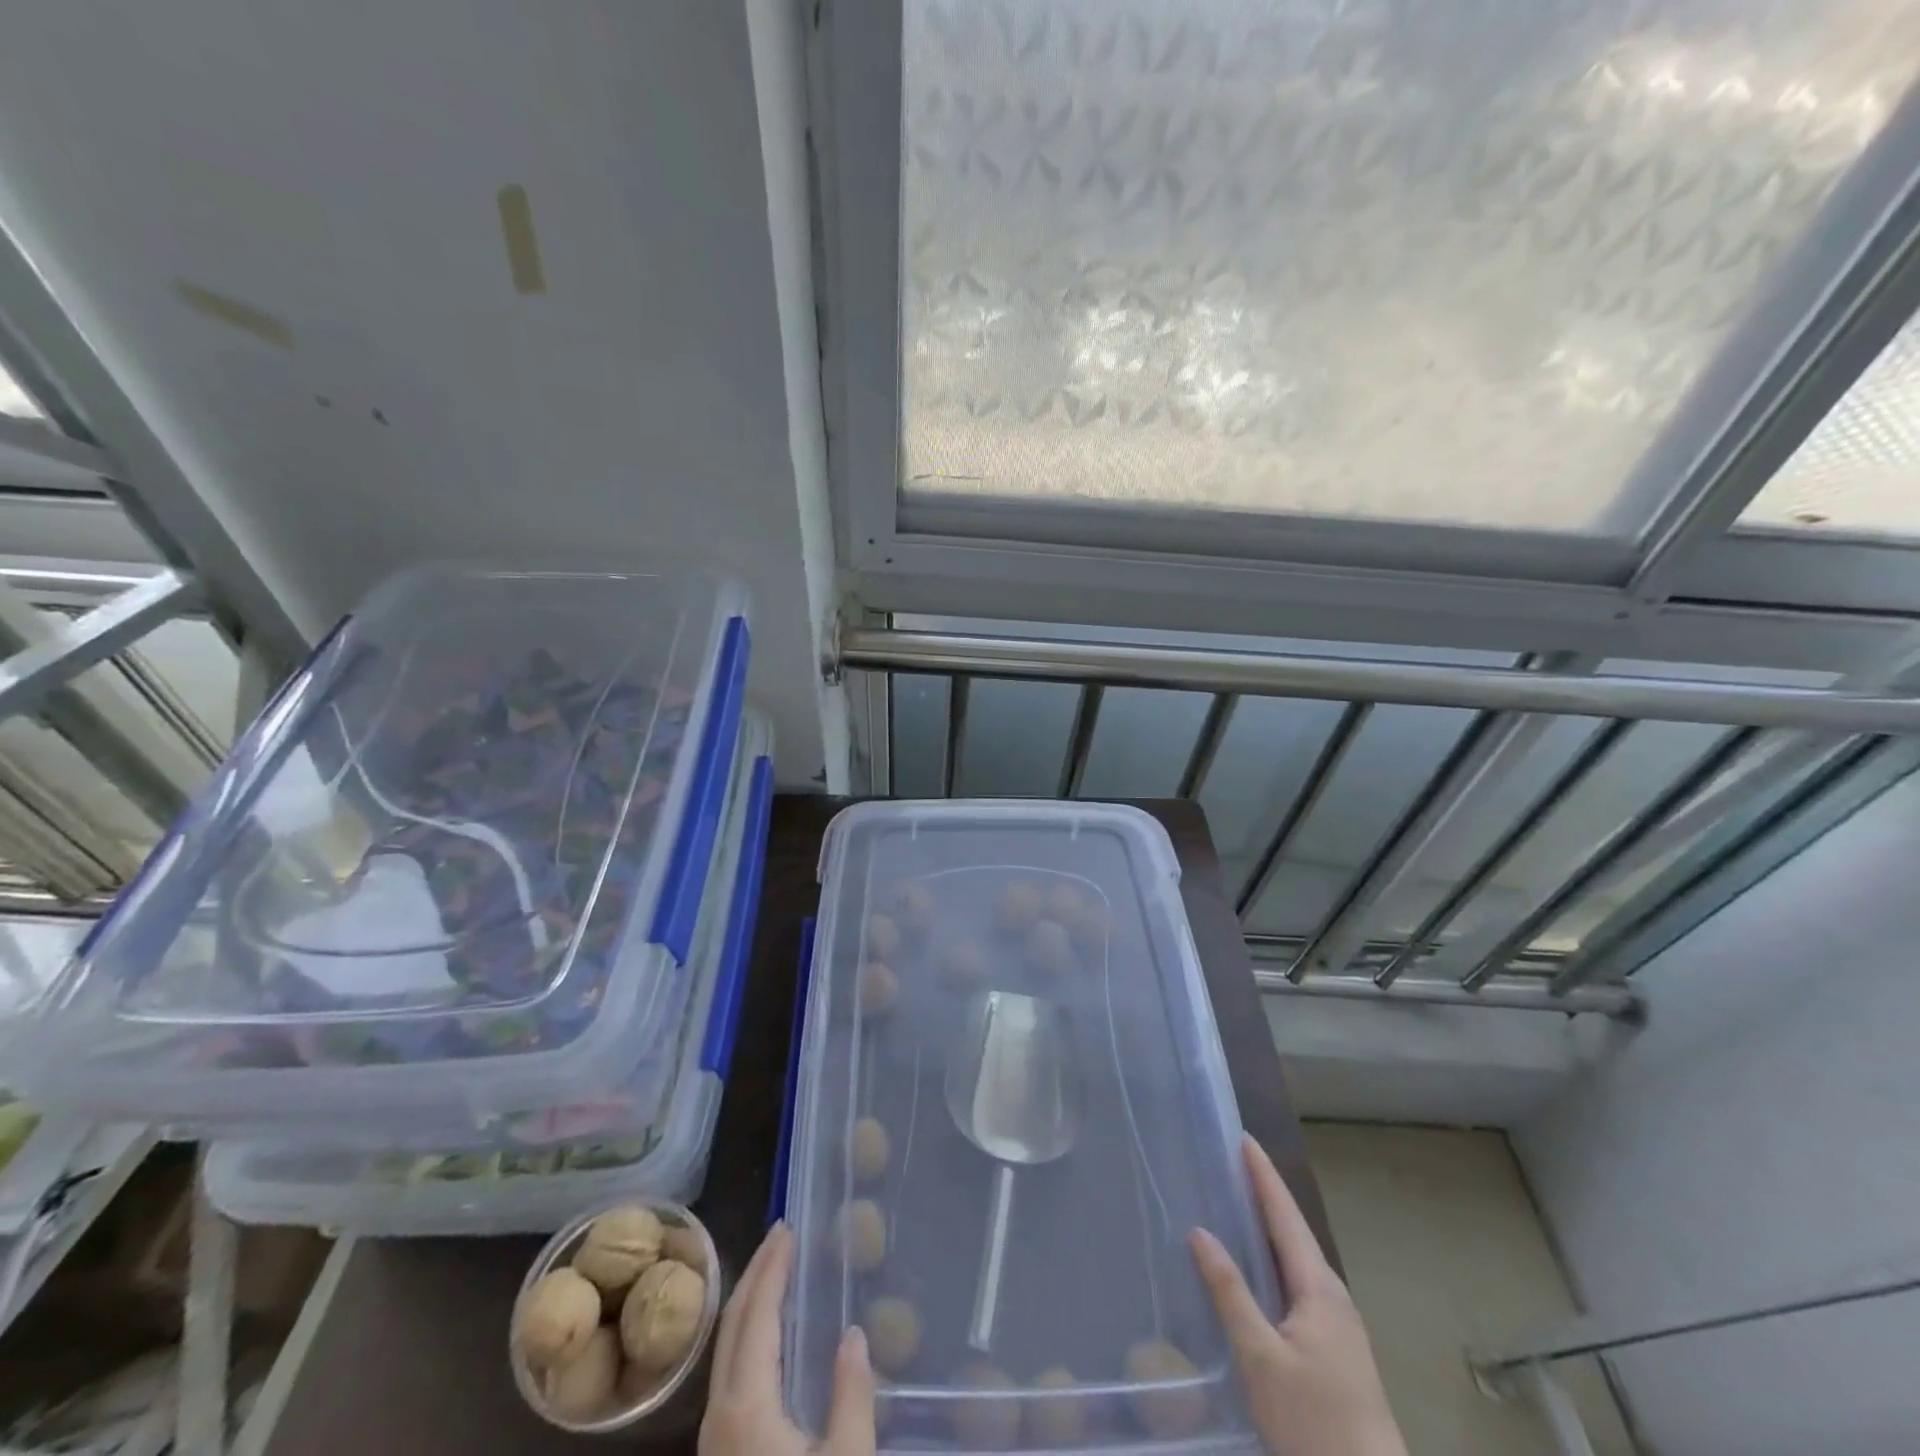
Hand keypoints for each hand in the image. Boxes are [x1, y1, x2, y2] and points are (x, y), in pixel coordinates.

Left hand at [701, 1222, 875, 1455]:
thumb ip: (852, 1396)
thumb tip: (853, 1335)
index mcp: (746, 1407)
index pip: (756, 1317)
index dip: (772, 1269)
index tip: (789, 1228)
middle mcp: (719, 1413)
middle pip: (732, 1324)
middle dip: (756, 1272)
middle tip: (781, 1233)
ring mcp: (713, 1438)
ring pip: (725, 1347)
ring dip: (749, 1300)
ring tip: (776, 1268)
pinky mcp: (719, 1455)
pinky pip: (728, 1370)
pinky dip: (747, 1332)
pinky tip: (768, 1332)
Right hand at [1190, 1136, 1407, 1455]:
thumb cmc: (1314, 1423)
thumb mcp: (1261, 1357)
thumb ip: (1230, 1293)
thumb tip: (1200, 1232)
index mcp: (1318, 1287)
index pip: (1285, 1214)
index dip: (1263, 1175)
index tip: (1243, 1138)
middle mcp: (1332, 1296)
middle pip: (1293, 1231)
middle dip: (1265, 1195)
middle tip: (1232, 1163)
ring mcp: (1337, 1326)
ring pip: (1296, 1260)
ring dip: (1269, 1228)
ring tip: (1238, 1205)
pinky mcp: (1334, 1351)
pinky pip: (1297, 1284)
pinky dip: (1273, 1260)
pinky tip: (1256, 1272)